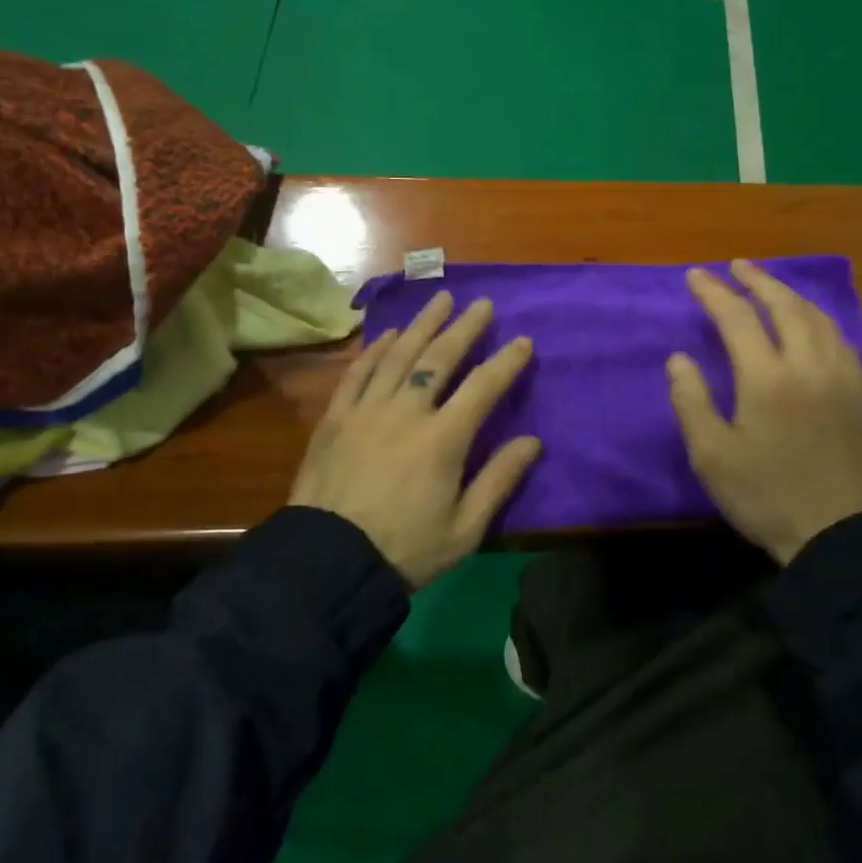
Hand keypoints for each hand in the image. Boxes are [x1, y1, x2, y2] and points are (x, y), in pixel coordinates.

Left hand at [289, 291, 540, 589]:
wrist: (328, 563)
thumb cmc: (405, 549)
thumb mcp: (465, 529)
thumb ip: (499, 481)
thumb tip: (533, 441)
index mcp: (444, 438)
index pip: (483, 387)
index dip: (507, 361)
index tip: (523, 340)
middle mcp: (407, 412)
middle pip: (439, 358)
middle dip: (465, 328)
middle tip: (482, 304)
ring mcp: (367, 410)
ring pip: (399, 355)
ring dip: (422, 325)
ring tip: (440, 300)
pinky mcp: (336, 418)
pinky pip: (358, 373)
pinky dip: (376, 350)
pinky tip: (389, 334)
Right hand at [668, 260, 861, 565]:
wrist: (837, 535)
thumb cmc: (764, 496)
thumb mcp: (711, 456)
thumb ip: (691, 401)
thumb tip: (680, 359)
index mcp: (768, 379)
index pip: (738, 319)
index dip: (714, 293)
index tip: (695, 276)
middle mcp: (809, 366)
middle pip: (784, 306)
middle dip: (758, 280)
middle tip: (736, 266)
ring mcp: (842, 377)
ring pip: (818, 318)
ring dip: (790, 295)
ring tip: (769, 286)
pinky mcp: (861, 394)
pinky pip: (839, 339)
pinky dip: (817, 319)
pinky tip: (809, 323)